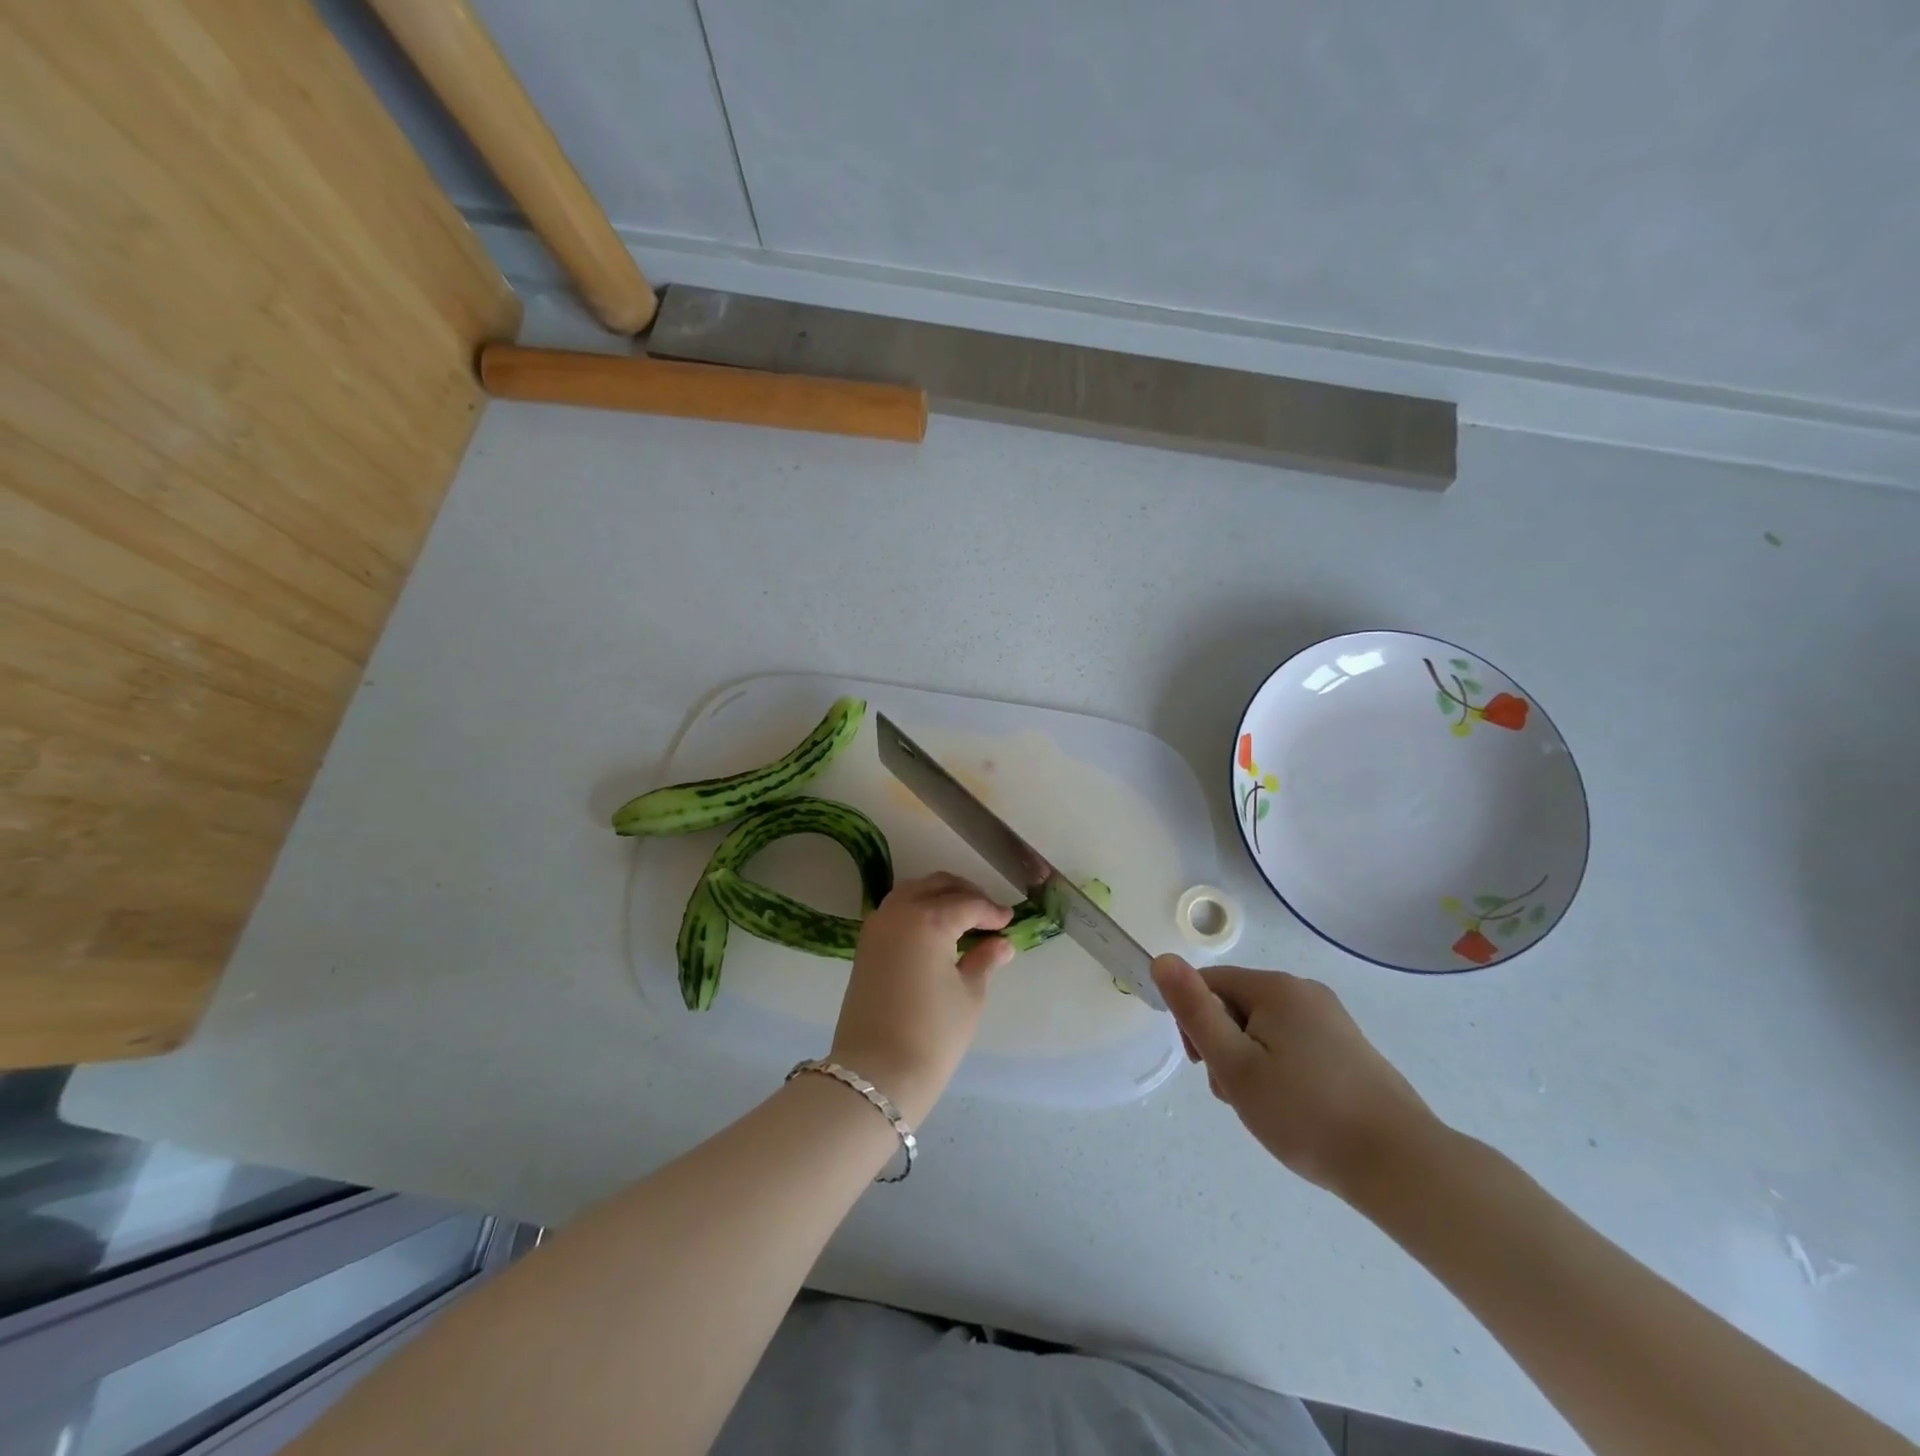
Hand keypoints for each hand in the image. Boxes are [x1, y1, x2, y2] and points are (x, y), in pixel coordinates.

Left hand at [830, 873, 1014, 1123]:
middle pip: (937, 886)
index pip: (968, 904)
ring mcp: (877, 926)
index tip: (1009, 920)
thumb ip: (985, 960)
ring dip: (938, 895)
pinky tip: (935, 929)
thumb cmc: (933, 1035)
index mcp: (929, 919)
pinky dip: (917, 908)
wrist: (875, 1072)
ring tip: (962, 916)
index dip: (992, 911)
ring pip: (912, 892)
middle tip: (988, 913)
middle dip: (965, 894)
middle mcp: (899, 912)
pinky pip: (895, 910)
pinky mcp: (865, 944)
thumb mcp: (969, 996)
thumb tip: (1001, 943)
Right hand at [1151, 954, 1438, 1199]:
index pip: (1209, 984)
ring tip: (1268, 1109)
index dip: (1194, 1023)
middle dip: (1225, 1046)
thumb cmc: (1306, 1114)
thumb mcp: (1235, 1065)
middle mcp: (1305, 991)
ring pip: (1265, 1029)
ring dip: (1252, 1062)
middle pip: (1237, 1005)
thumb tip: (1162, 958)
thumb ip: (1194, 1011)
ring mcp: (1332, 1020)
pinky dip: (1282, 1071)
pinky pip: (1294, 1045)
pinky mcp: (1350, 1048)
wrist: (1401, 1165)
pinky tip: (1296, 1109)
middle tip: (1239, 1095)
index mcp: (1276, 988)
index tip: (1206, 1067)